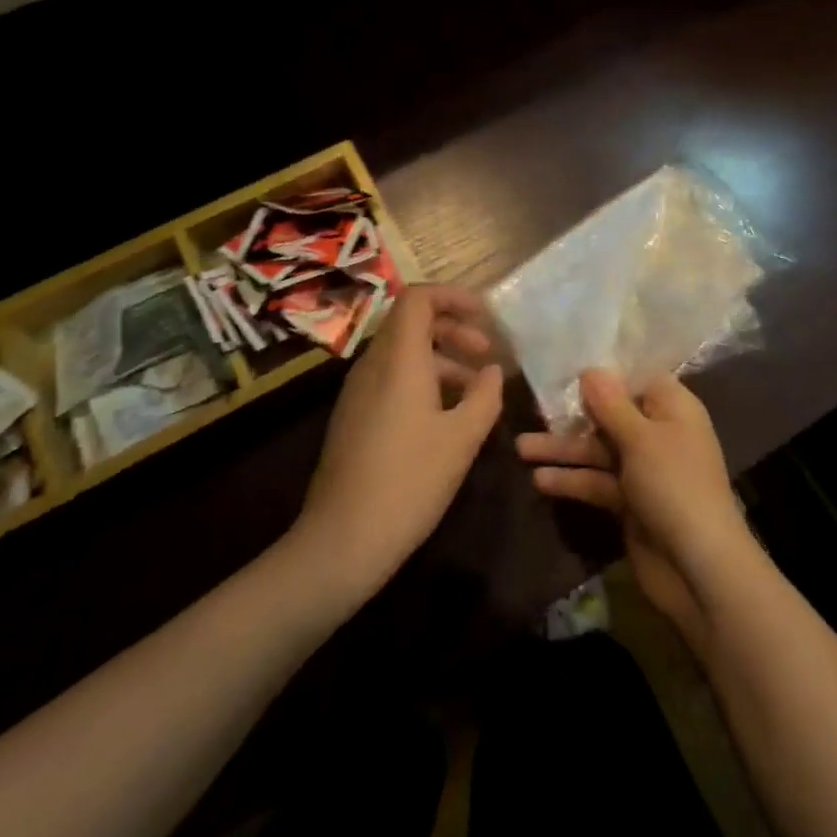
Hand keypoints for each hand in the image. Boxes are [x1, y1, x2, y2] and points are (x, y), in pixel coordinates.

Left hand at [294, 286, 503, 595]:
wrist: (343, 540)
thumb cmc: (409, 481)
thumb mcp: (462, 438)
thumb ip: (485, 396)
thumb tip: (493, 371)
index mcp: (398, 360)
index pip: (418, 298)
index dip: (453, 296)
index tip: (486, 317)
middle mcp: (373, 365)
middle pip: (411, 322)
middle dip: (453, 327)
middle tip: (486, 353)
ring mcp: (358, 391)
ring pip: (402, 352)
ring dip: (441, 357)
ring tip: (476, 387)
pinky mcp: (354, 416)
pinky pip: (391, 377)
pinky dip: (423, 379)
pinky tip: (446, 415)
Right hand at [517, 370, 755, 650]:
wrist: (698, 568)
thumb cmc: (674, 485)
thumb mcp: (641, 438)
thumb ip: (612, 404)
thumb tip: (591, 369)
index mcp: (673, 409)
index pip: (637, 380)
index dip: (605, 376)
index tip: (567, 369)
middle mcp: (659, 434)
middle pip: (611, 416)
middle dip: (574, 415)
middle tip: (532, 409)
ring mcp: (644, 471)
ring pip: (599, 450)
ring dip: (564, 449)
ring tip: (520, 447)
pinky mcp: (630, 503)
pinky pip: (597, 482)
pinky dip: (573, 480)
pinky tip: (539, 480)